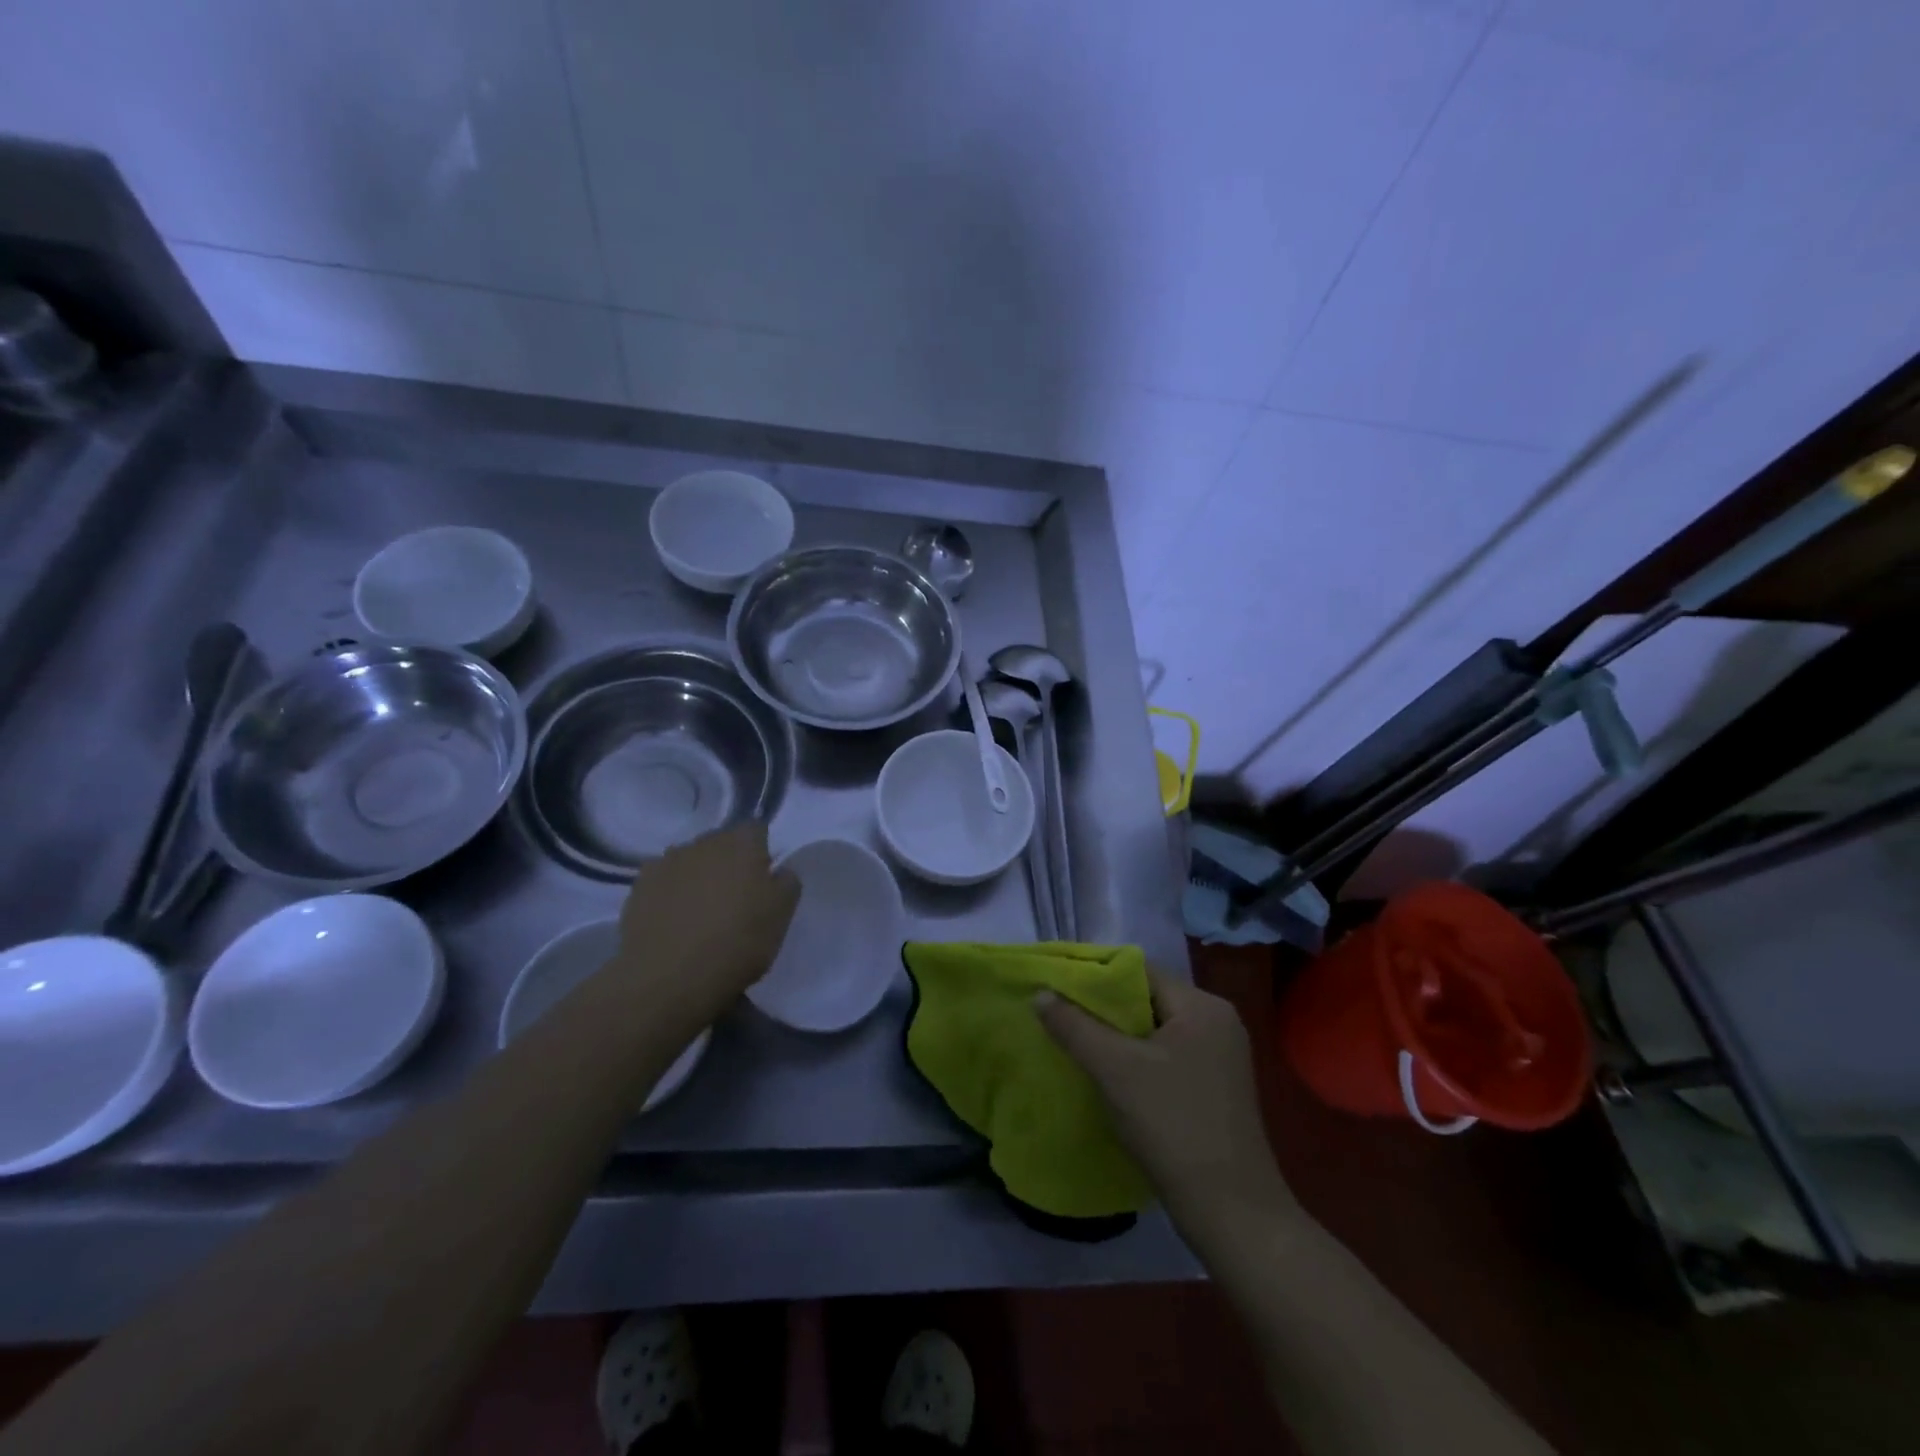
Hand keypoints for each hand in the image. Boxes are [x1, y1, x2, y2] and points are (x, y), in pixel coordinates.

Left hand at [611, 824, 799, 1027]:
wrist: (668, 978)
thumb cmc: (737, 941)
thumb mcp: (782, 915)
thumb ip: (787, 882)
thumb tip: (779, 870)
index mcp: (741, 843)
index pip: (756, 829)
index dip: (762, 851)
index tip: (764, 879)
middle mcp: (702, 842)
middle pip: (721, 843)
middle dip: (729, 862)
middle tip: (735, 897)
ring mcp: (666, 862)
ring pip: (690, 861)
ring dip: (698, 876)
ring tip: (701, 912)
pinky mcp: (638, 887)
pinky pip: (663, 882)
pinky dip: (670, 894)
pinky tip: (674, 921)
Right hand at [1037, 969, 1296, 1234]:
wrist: (1232, 1213)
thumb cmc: (1174, 1126)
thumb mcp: (1115, 1070)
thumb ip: (1075, 1026)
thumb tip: (1040, 993)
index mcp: (1203, 1006)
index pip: (1141, 971)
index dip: (1096, 976)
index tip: (1058, 988)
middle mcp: (1217, 1023)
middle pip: (1148, 1000)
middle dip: (1104, 1010)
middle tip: (1061, 1017)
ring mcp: (1220, 1058)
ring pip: (1155, 1032)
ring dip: (1118, 1039)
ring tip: (1076, 1045)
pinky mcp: (1216, 1090)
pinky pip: (1167, 1058)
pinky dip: (1137, 1062)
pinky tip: (1109, 1078)